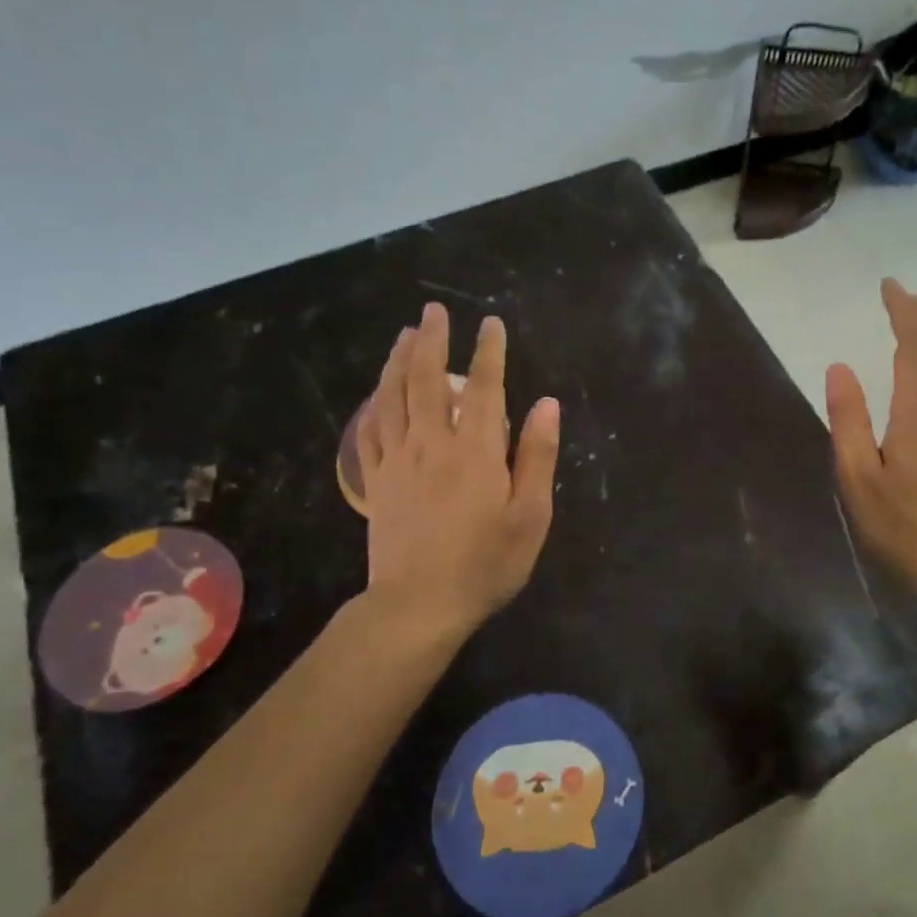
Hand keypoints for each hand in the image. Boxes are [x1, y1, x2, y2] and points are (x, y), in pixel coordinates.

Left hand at [356, 303, 559, 638]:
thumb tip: (546, 403)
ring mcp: (397, 461)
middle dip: (432, 340)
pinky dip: (373, 405)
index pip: (482, 387)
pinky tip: (376, 394)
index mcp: (475, 450)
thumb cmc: (486, 563)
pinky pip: (370, 432)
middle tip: (434, 311)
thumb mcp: (530, 515)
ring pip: (392, 397)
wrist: (420, 605)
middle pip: (426, 379)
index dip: (488, 352)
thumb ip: (536, 456)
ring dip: (397, 360)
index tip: (491, 324)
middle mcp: (432, 443)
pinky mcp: (376, 482)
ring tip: (404, 335)